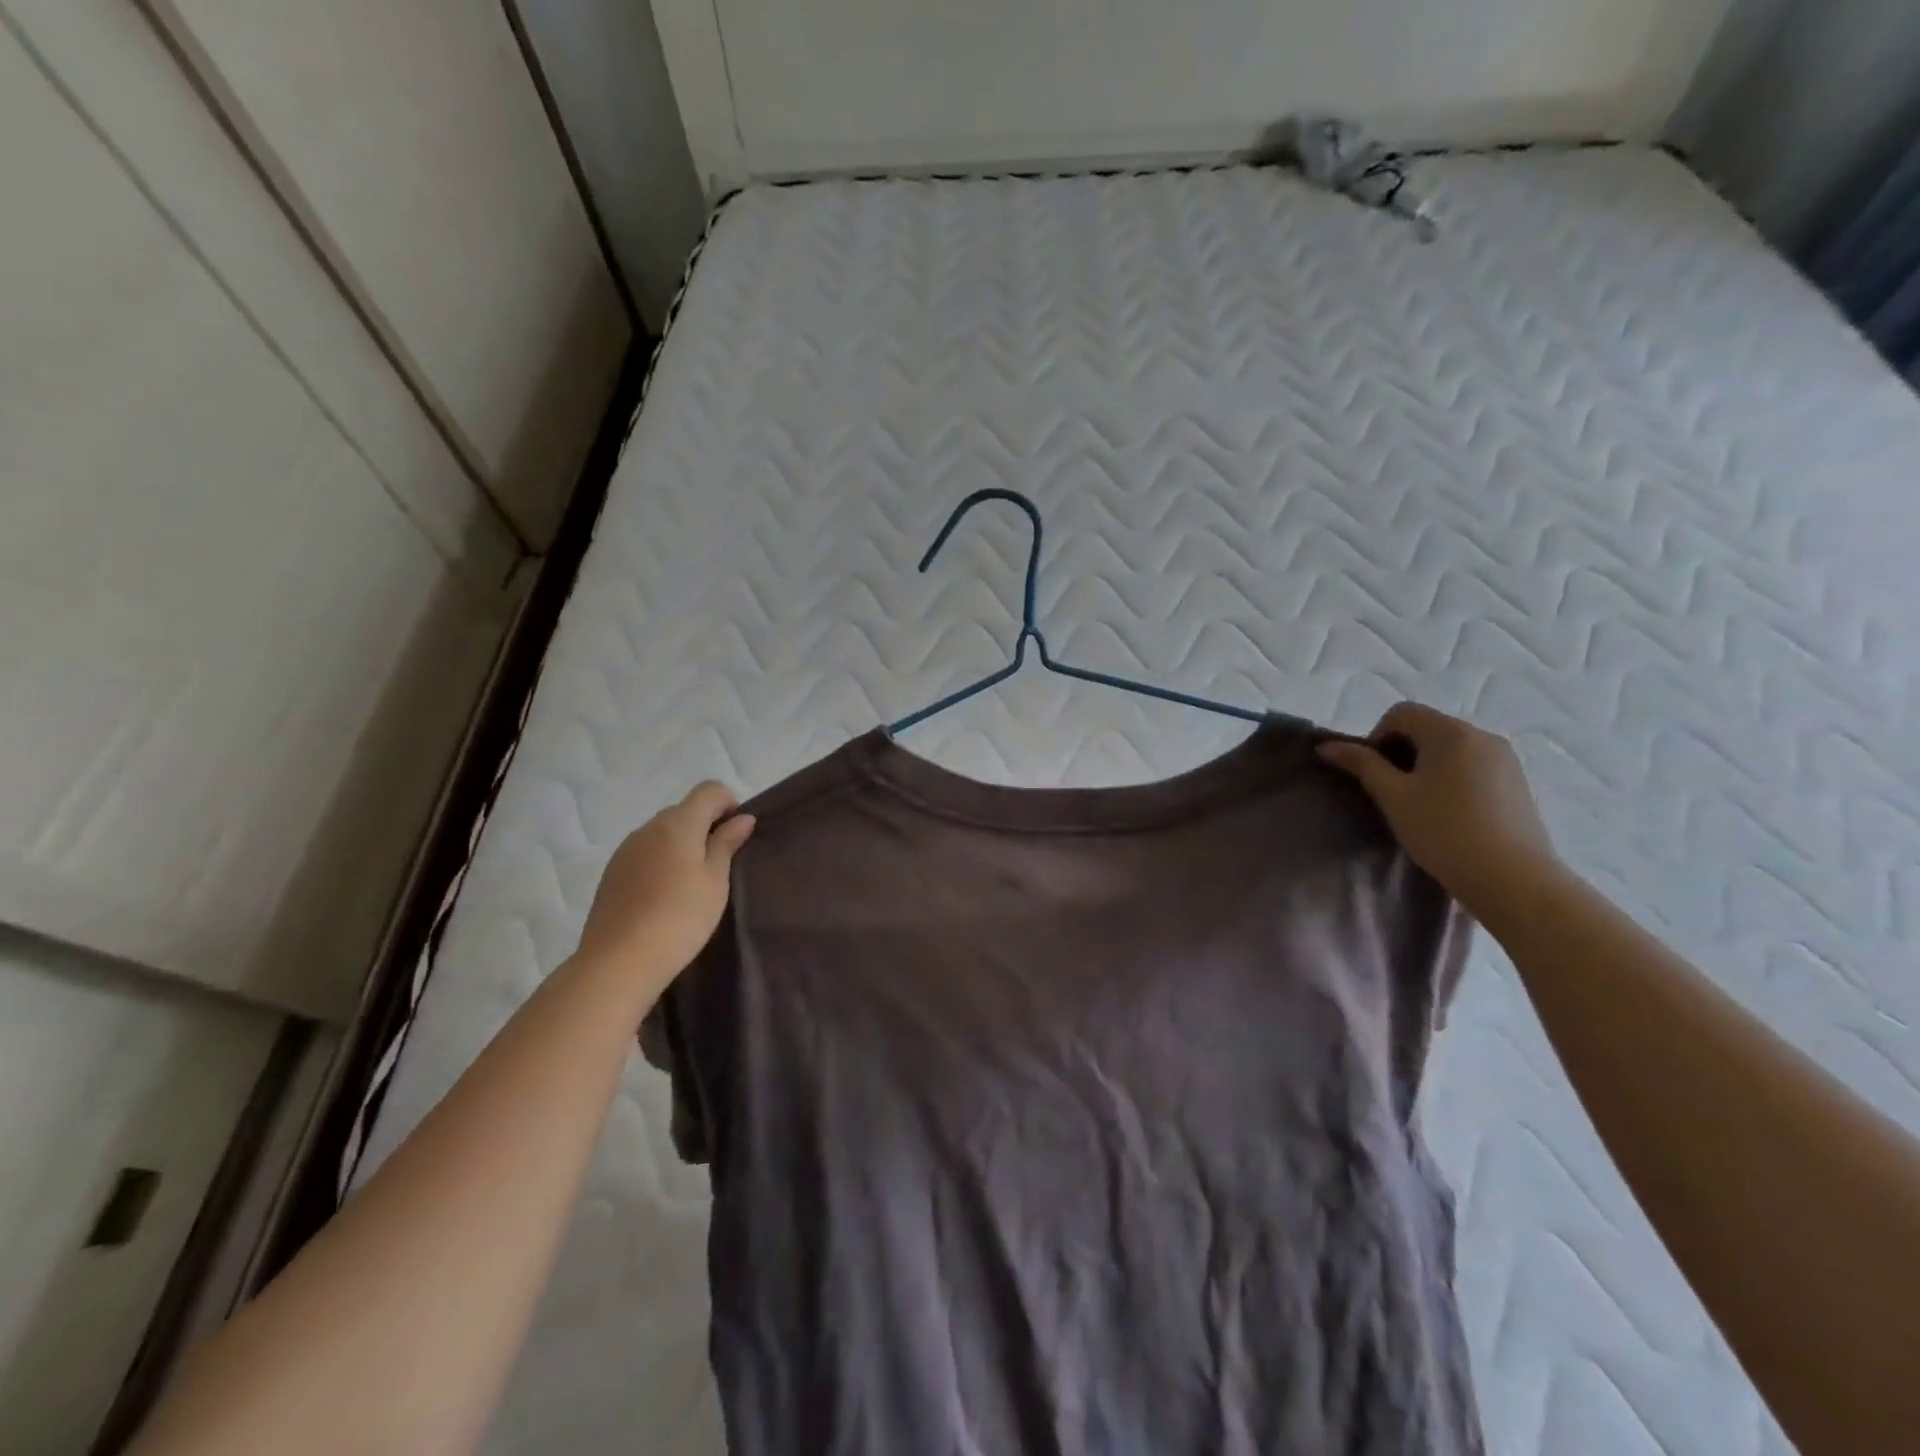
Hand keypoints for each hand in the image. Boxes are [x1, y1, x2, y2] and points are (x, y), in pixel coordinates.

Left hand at [575, 783, 754, 987]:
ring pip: (663, 833)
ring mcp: (626, 850)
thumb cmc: (680, 917)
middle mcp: (648, 827)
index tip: (736, 837)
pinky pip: (645, 853)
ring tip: (692, 885)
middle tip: (720, 865)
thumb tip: (742, 818)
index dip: (729, 804)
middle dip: (706, 826)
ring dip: (682, 845)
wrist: (619, 962)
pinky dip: (661, 862)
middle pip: (684, 810)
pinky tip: (665, 896)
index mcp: (678, 823)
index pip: (709, 790)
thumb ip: (727, 844)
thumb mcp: (715, 881)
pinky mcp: (612, 873)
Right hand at [1317, 703, 1558, 914]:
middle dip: (1401, 752)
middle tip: (1391, 792)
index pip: (1401, 713)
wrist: (1514, 880)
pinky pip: (1473, 766)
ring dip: (1426, 766)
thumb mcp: (1393, 797)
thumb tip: (1327, 746)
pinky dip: (1452, 779)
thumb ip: (1361, 765)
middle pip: (1427, 728)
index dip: (1377, 737)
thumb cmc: (1444, 832)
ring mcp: (1506, 760)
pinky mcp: (1519, 784)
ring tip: (1420, 805)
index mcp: (1451, 732)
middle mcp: (1482, 735)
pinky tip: (1450, 814)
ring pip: (1451, 749)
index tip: (1373, 773)